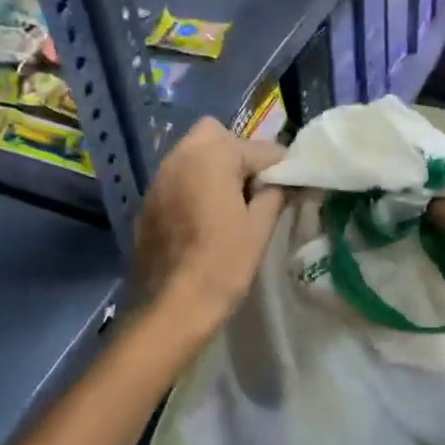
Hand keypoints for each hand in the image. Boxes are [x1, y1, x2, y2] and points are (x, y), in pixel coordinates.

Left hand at [134, 118, 287, 336]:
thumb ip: (276, 194)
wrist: (171, 308)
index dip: (281, 167)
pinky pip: (179, 179)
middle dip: (240, 155)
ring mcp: (159, 178)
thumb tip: (288, 180)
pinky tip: (207, 219)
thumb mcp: (259, 228)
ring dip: (217, 169)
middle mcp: (180, 156)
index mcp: (211, 156)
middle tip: (257, 190)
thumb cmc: (223, 265)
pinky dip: (196, 187)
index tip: (295, 187)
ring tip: (234, 206)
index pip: (260, 148)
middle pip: (217, 137)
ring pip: (194, 155)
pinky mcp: (149, 202)